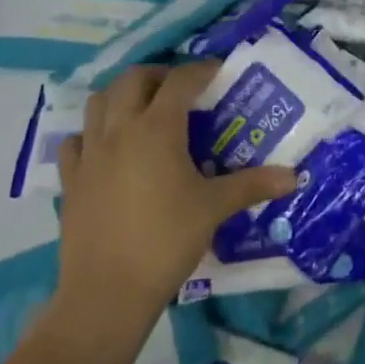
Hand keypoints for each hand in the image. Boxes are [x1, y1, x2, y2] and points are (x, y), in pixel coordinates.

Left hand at [53, 62, 296, 322]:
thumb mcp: (214, 209)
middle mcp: (120, 129)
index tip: (218, 72)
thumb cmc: (166, 241)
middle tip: (180, 90)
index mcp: (157, 128)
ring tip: (143, 110)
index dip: (201, 70)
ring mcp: (90, 153)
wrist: (106, 294)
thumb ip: (252, 185)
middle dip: (158, 75)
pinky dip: (91, 133)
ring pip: (99, 101)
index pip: (181, 80)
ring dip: (122, 95)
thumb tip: (293, 176)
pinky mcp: (71, 180)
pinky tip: (107, 149)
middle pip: (134, 78)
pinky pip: (76, 140)